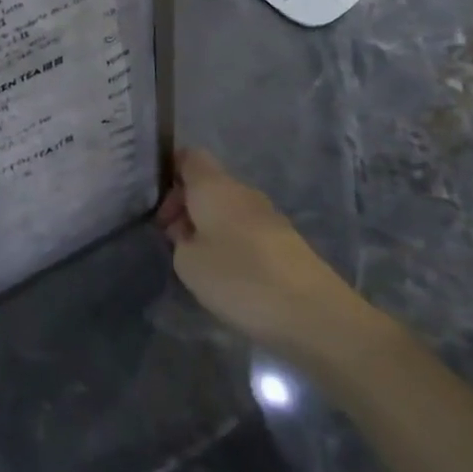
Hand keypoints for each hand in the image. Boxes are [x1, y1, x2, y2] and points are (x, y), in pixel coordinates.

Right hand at [157, 148, 383, 368]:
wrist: (316, 315)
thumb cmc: (241, 279)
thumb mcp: (188, 263)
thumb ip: (180, 240)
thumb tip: (190, 233)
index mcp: (214, 186)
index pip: (188, 156)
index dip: (169, 172)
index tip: (156, 205)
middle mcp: (242, 192)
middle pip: (207, 183)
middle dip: (185, 206)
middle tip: (171, 240)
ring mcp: (268, 216)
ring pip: (226, 208)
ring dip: (207, 227)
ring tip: (197, 262)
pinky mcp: (286, 242)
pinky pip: (245, 229)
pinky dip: (231, 243)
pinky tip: (228, 275)